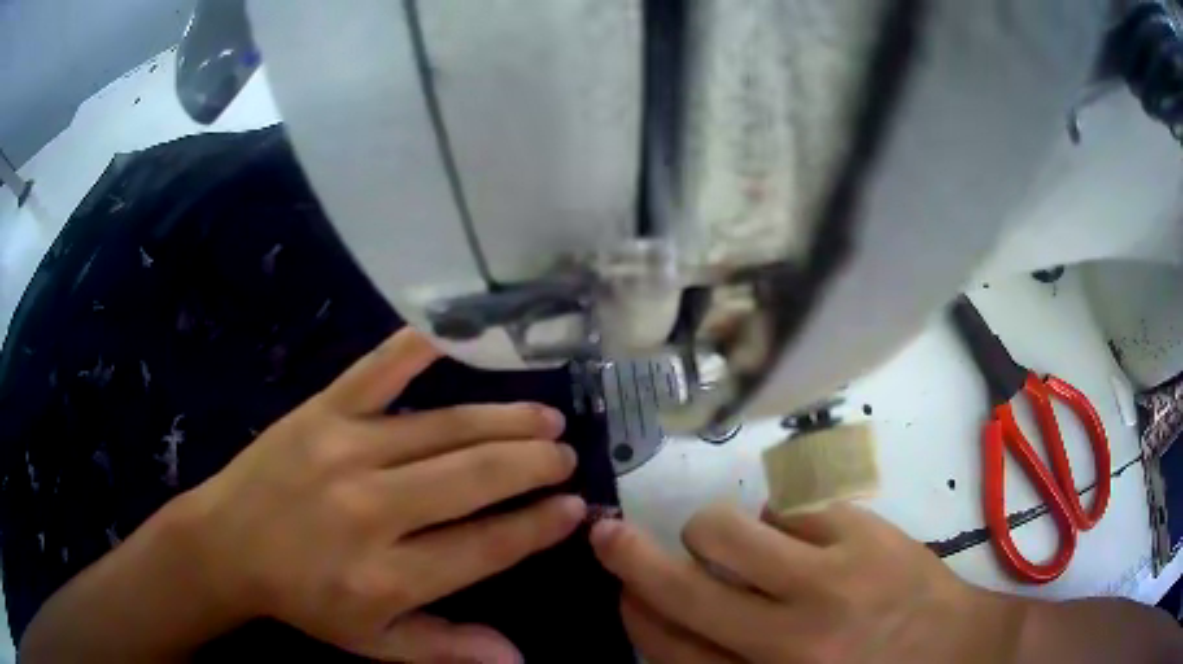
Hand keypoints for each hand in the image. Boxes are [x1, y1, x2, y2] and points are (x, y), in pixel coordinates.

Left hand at [181, 329, 584, 661]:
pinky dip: (417, 350)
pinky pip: (375, 372)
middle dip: (532, 465)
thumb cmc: (303, 599)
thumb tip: (517, 656)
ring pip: (443, 429)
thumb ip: (446, 647)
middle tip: (564, 455)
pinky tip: (457, 339)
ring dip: (503, 421)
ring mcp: (344, 451)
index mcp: (386, 577)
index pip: (485, 548)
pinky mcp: (320, 412)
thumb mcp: (373, 642)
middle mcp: (372, 511)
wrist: (226, 544)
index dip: (536, 527)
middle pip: (473, 479)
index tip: (573, 507)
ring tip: (544, 417)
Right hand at [590, 503, 1026, 662]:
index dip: (633, 608)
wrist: (958, 651)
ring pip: (727, 530)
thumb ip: (726, 663)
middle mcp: (789, 638)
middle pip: (683, 588)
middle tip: (611, 535)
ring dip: (712, 532)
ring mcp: (832, 578)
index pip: (668, 647)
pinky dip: (784, 524)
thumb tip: (669, 615)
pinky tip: (808, 543)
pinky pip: (791, 510)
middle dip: (630, 555)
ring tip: (733, 544)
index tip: (620, 585)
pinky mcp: (865, 533)